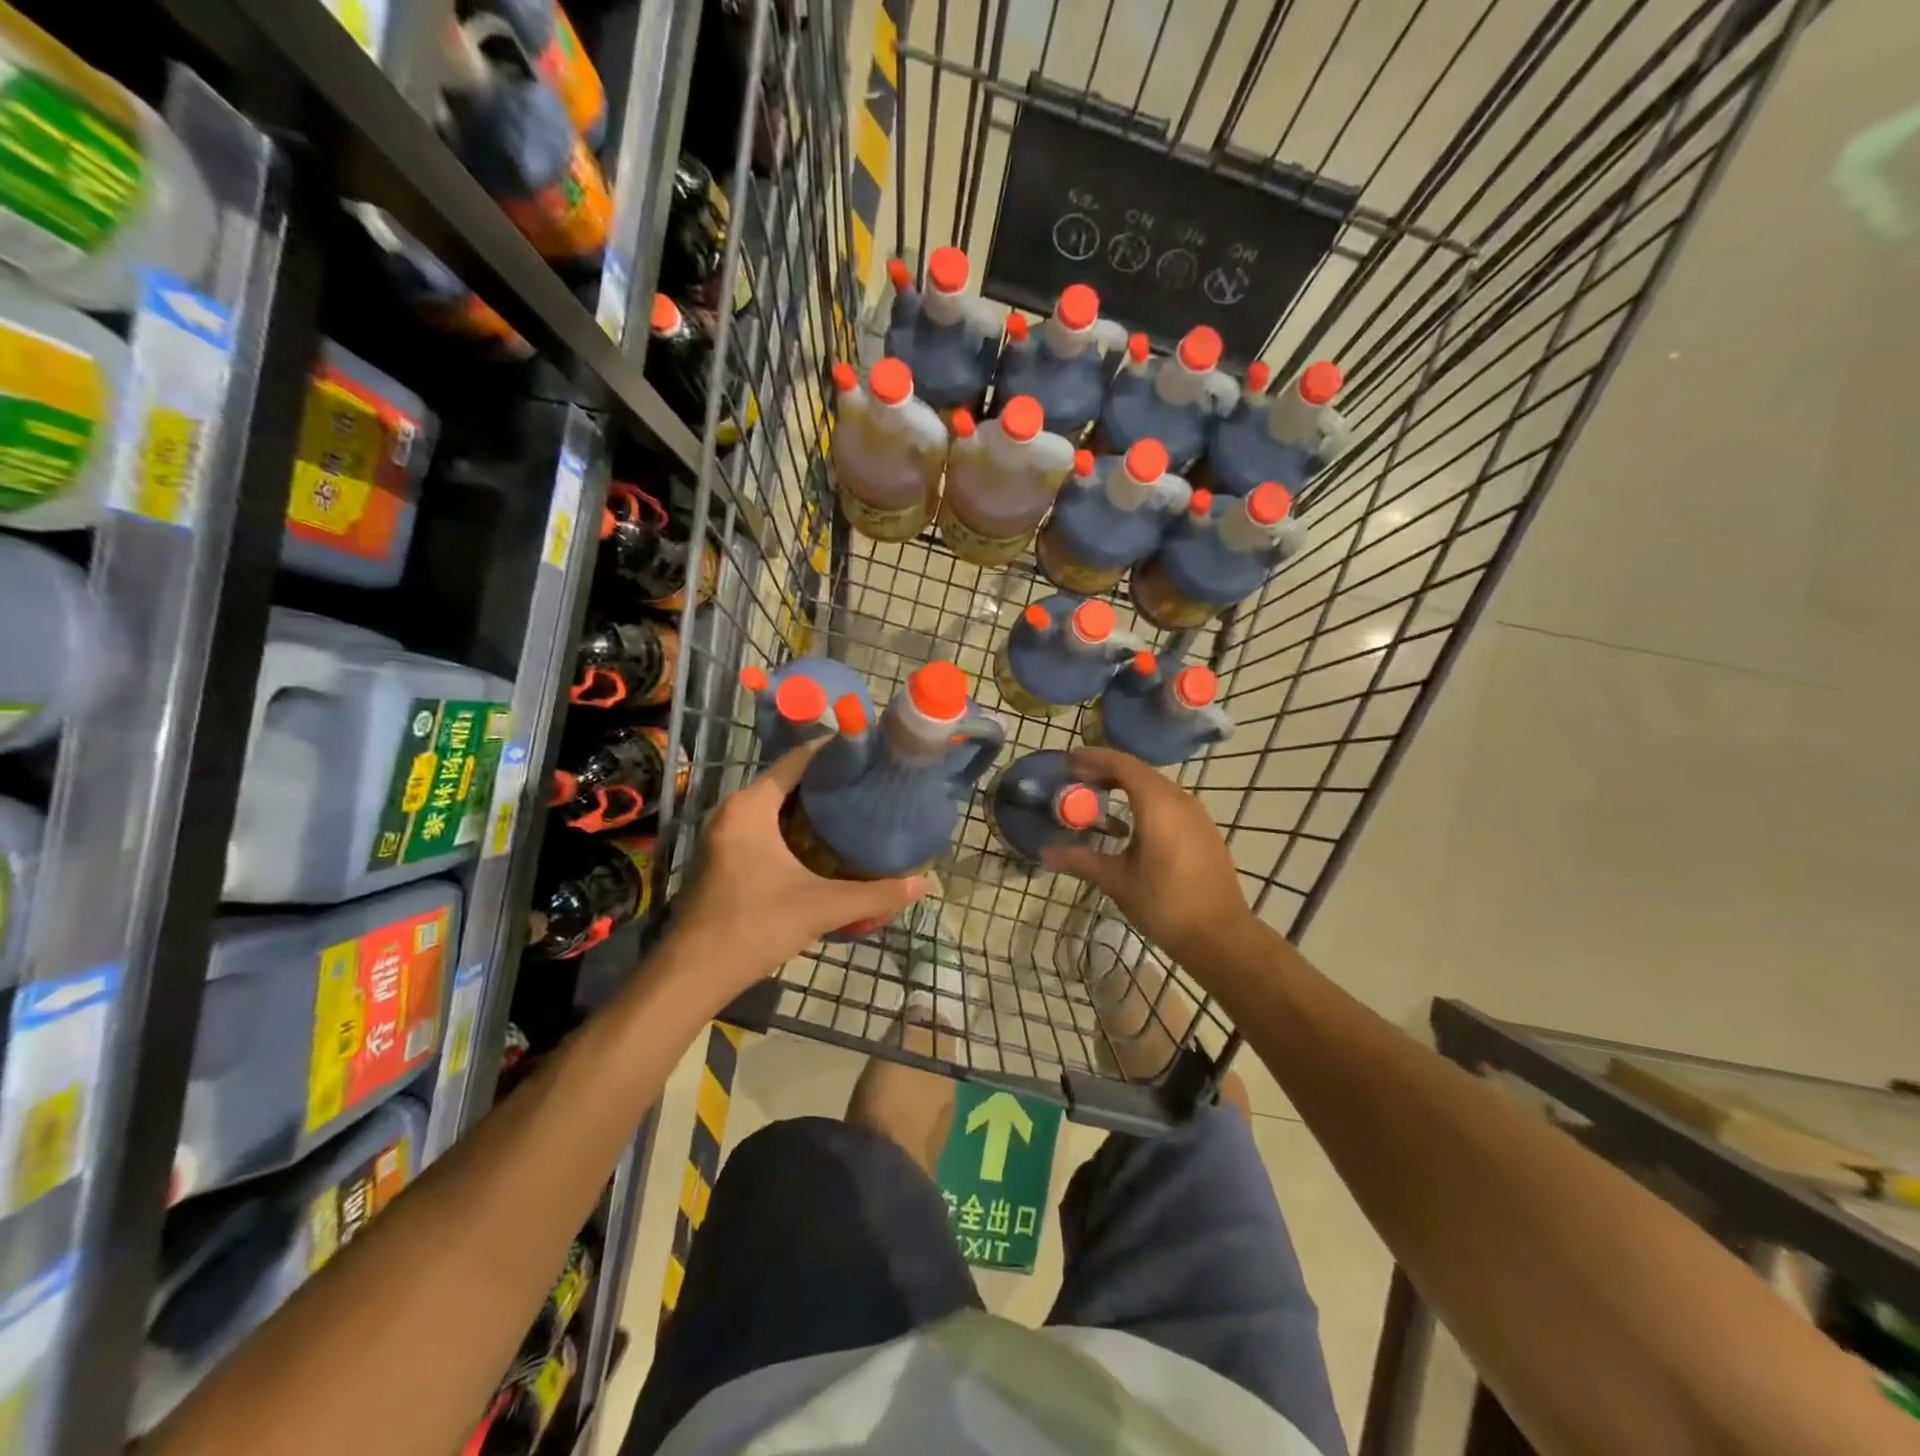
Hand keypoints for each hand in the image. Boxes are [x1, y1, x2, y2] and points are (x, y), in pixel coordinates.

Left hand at [666, 741, 930, 999]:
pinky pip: (762, 823)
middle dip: (825, 778)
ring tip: (851, 805)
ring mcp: (723, 834)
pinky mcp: (722, 855)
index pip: (796, 760)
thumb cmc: (757, 925)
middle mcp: (732, 811)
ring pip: (773, 804)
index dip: (832, 750)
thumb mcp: (823, 907)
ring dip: (807, 803)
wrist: (695, 972)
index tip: (867, 749)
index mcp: (751, 808)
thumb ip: (875, 895)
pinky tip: (819, 840)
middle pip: (785, 779)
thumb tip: (924, 884)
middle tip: (867, 780)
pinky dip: (790, 823)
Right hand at [1039, 747, 1251, 966]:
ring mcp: (1197, 814)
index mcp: (1158, 805)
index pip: (1123, 765)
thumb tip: (1044, 853)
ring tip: (1099, 797)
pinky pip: (1170, 802)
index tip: (1069, 761)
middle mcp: (1180, 800)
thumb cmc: (1165, 905)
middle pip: (1140, 772)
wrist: (1220, 936)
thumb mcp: (1117, 881)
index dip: (1095, 759)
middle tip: (1077, 779)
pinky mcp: (1204, 830)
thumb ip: (1080, 861)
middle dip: (1107, 770)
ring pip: (1156, 786)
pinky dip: (1145, 800)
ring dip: (1127, 785)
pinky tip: (1130, 823)